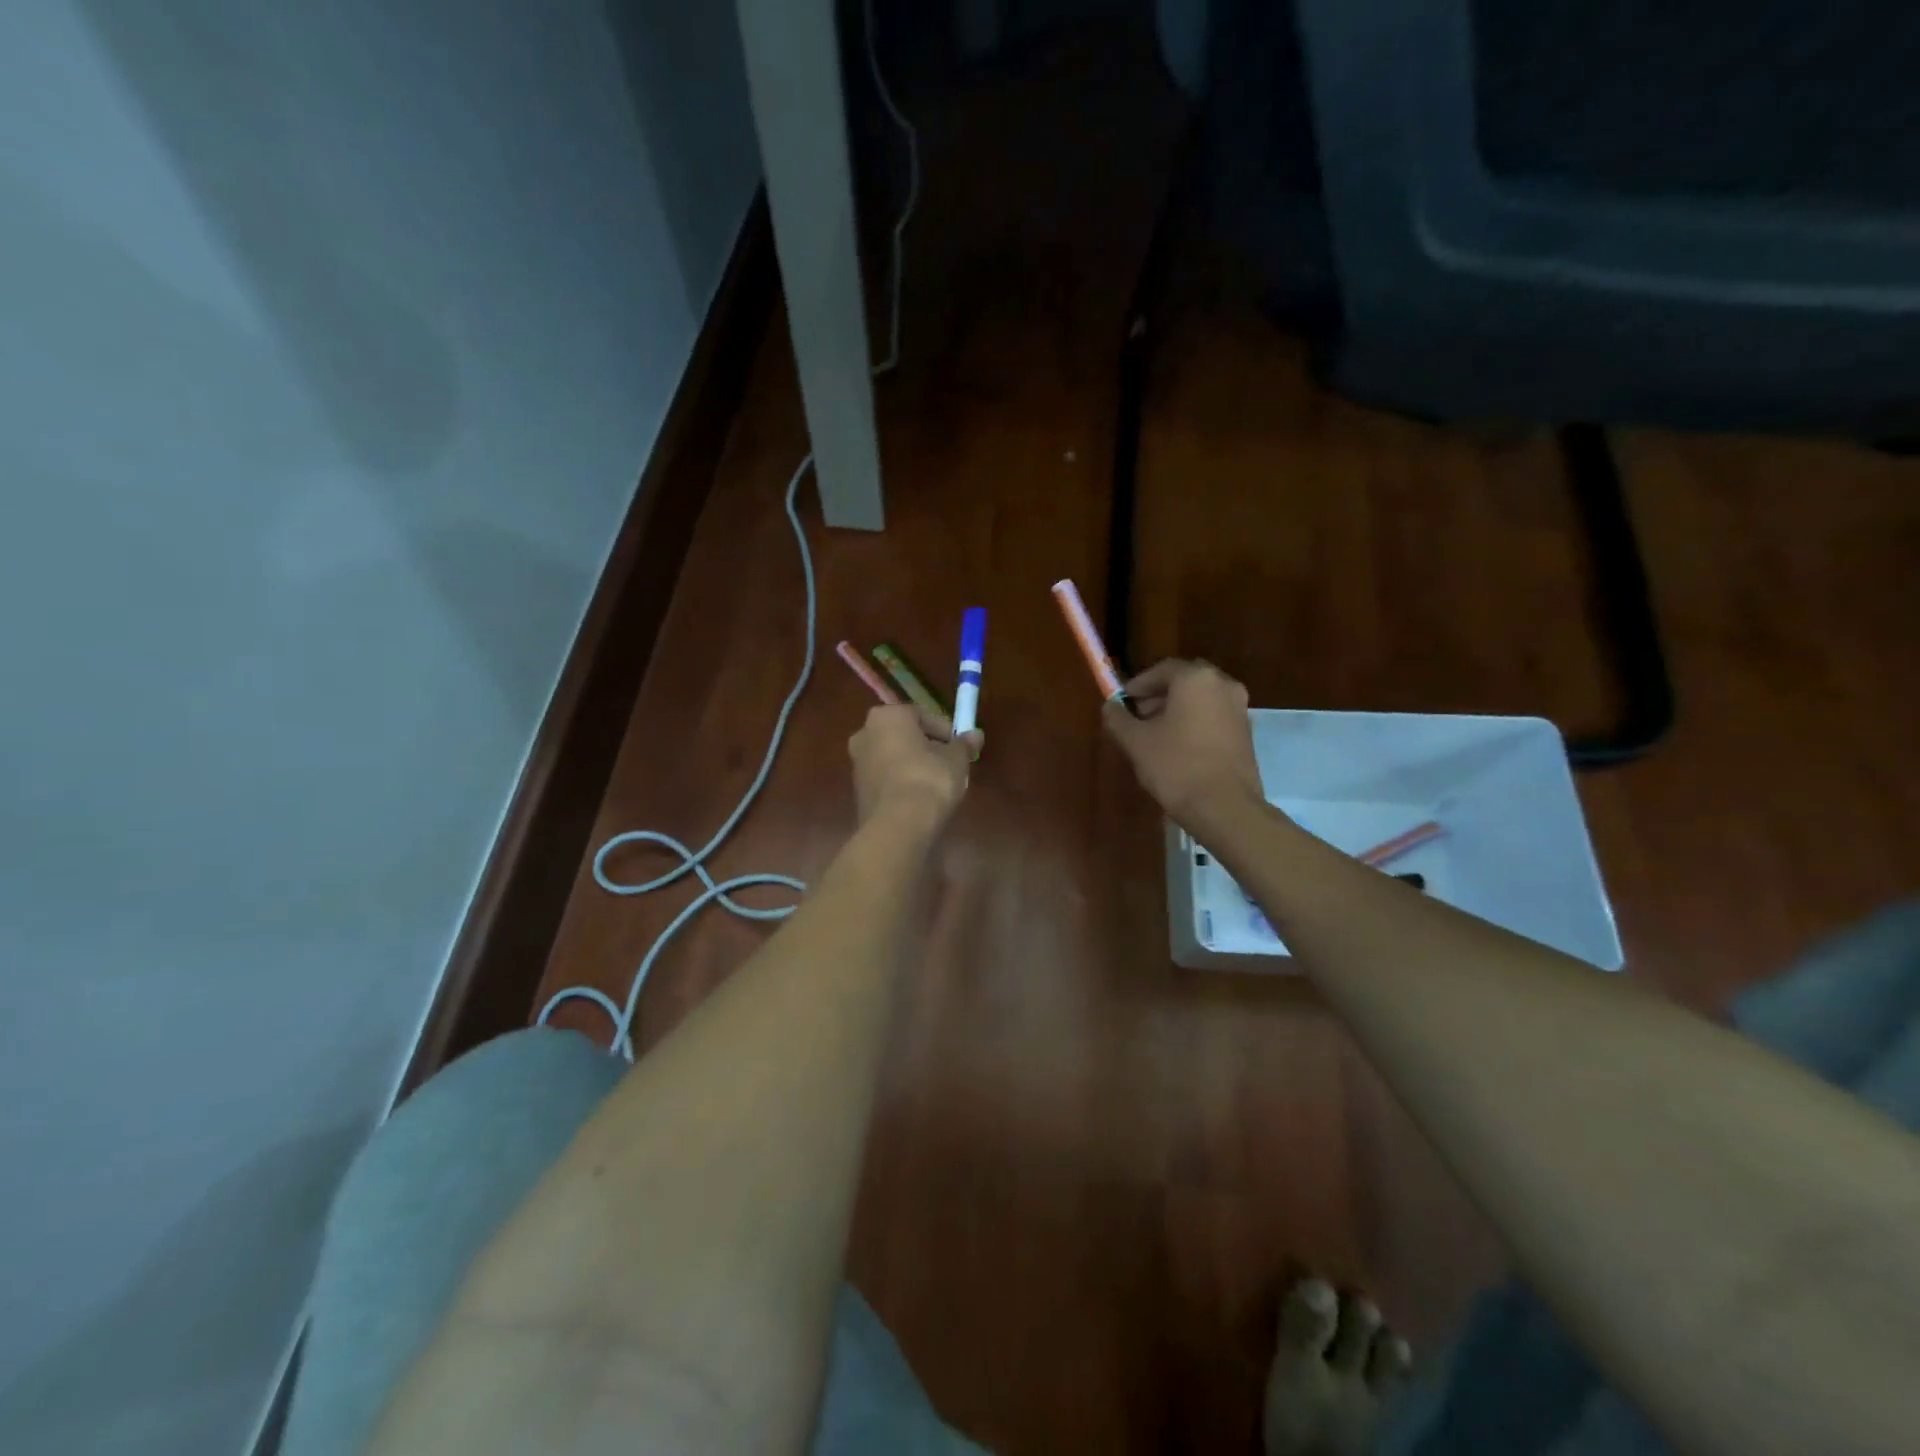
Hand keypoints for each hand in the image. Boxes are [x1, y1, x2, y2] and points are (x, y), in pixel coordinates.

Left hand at [849, 705, 983, 829]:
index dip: (945, 731)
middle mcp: (865, 733)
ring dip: (913, 765)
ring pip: (893, 757)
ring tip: (937, 783)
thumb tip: (976, 735)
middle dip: (926, 747)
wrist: (898, 825)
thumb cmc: (928, 779)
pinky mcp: (858, 790)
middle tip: (949, 763)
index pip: (922, 715)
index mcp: (887, 716)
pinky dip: (901, 782)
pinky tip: (920, 798)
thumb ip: (964, 744)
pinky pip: (886, 778)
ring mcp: (857, 763)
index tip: (960, 747)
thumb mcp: (956, 759)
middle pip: (904, 735)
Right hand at [1102, 659, 1265, 830]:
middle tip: (1137, 718)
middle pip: (1183, 682)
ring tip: (1154, 736)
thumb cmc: (1175, 767)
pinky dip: (1194, 723)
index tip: (1122, 702)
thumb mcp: (1135, 742)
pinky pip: (1214, 717)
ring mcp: (1239, 709)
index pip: (1161, 670)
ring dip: (1176, 711)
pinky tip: (1178, 749)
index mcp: (1195, 679)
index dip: (1138, 685)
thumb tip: (1110, 706)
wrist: (1224, 807)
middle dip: (1157, 697)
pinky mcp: (1246, 733)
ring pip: (1200, 700)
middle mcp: (1223, 685)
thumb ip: (1118, 718)